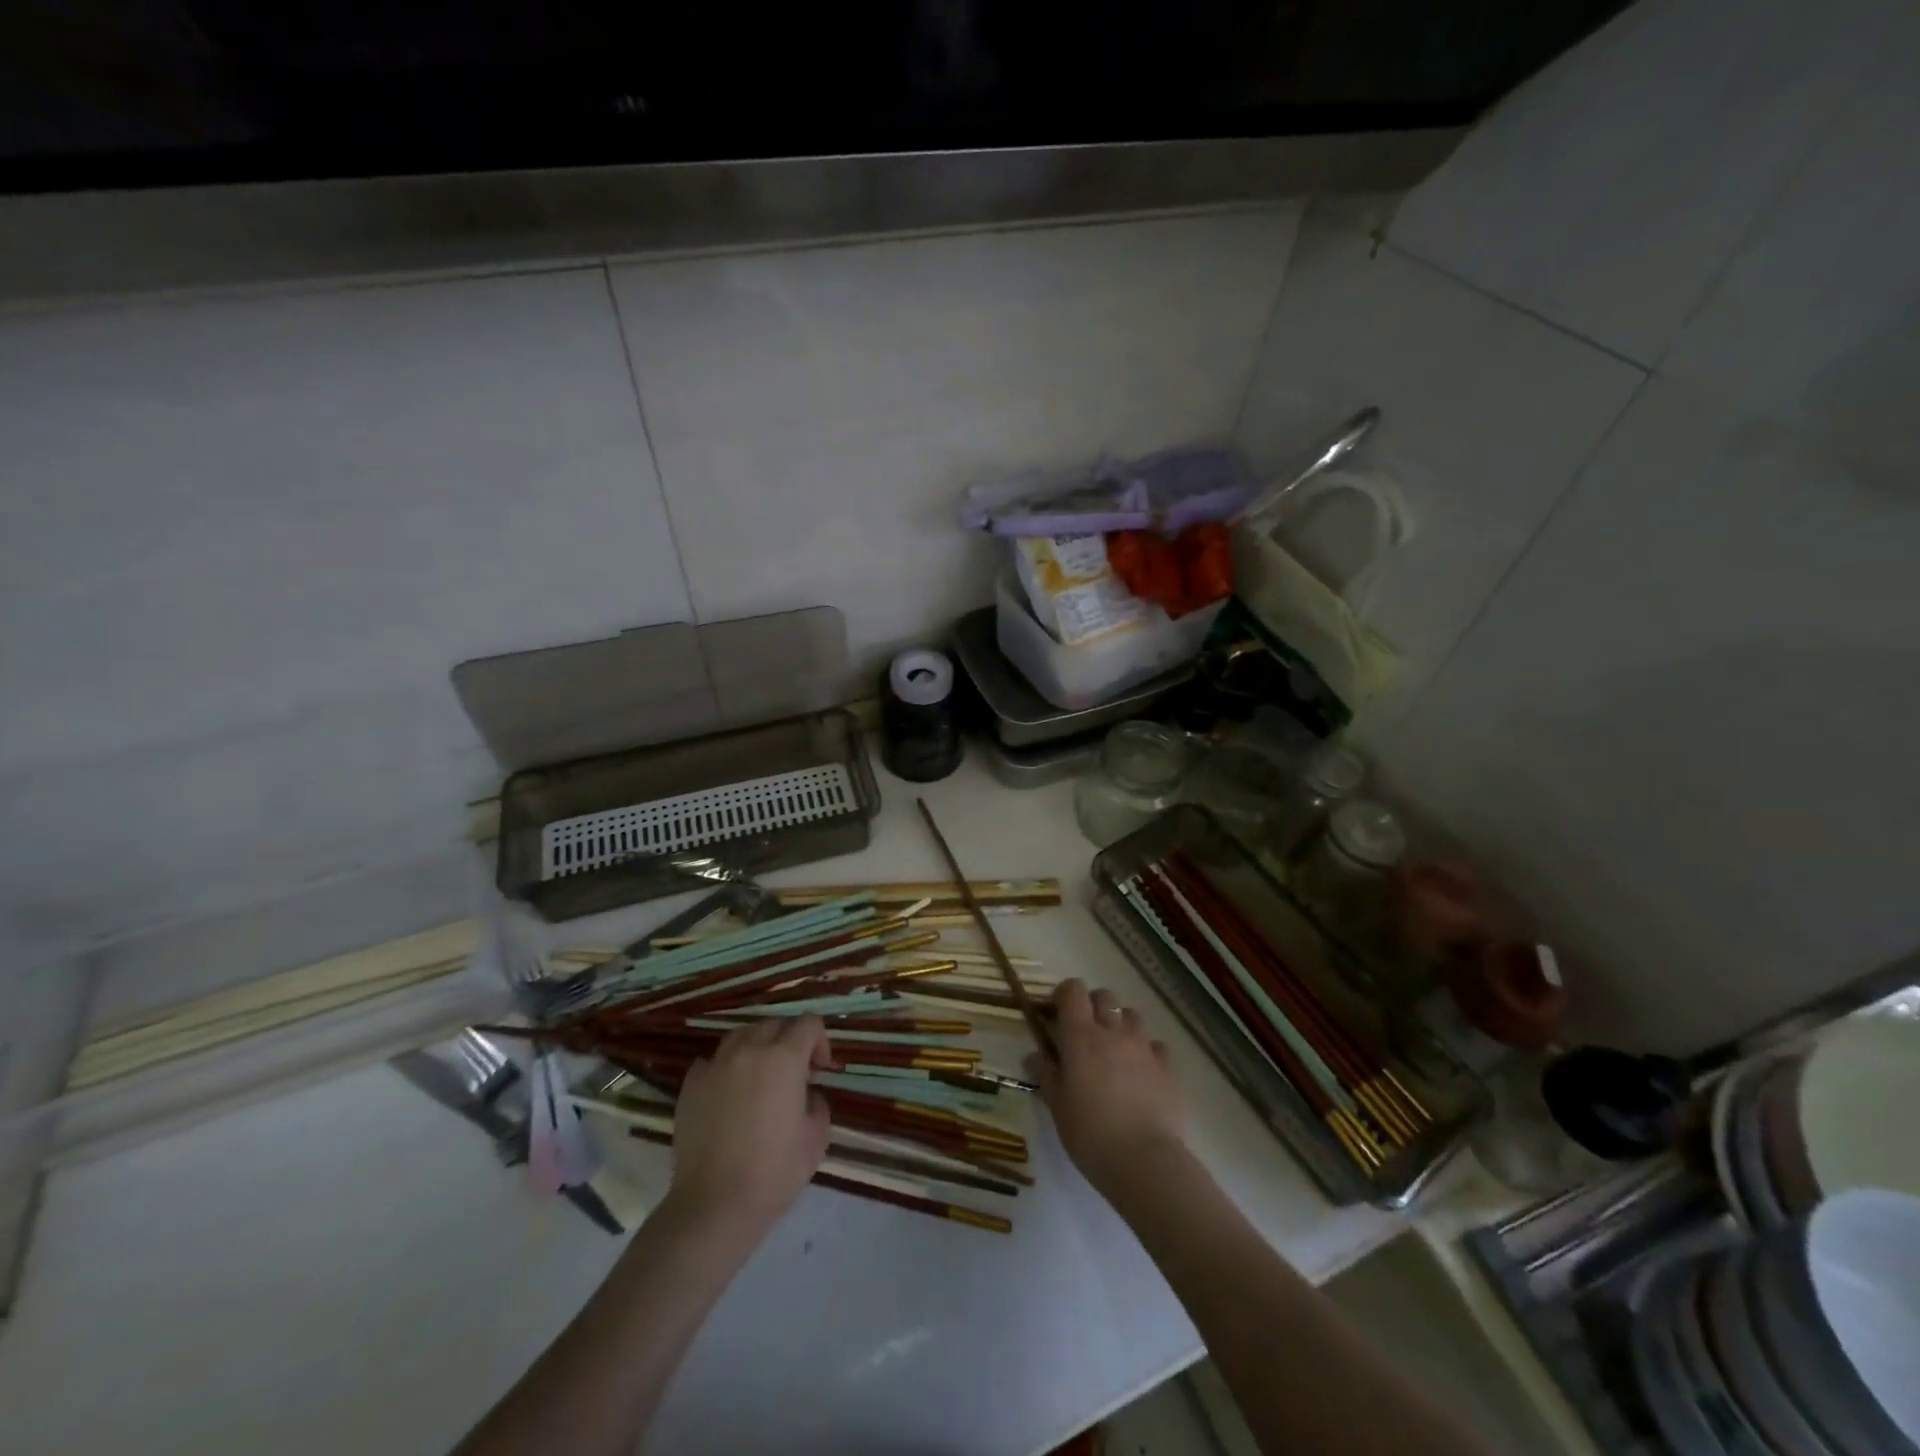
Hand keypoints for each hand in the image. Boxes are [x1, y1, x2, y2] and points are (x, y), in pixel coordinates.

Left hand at [668, 1017, 833, 1232]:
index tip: (820, 1070)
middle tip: (794, 1073)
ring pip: (741, 1035)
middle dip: (790, 1040)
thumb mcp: (816, 1139)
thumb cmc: (774, 1172)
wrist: (714, 1205)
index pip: (808, 1024)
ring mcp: (716, 1066)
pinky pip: (712, 1061)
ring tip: (760, 1076)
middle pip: (775, 1024)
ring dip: (757, 1046)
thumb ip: (817, 1104)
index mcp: (784, 1059)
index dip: (820, 1041)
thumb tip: (805, 1095)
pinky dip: (725, 1068)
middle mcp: (749, 1051)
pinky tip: (728, 1092)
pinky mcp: (690, 1086)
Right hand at [1040, 979, 1185, 1195]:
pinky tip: (1141, 1072)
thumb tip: (1036, 1055)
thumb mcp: (1057, 1106)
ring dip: (1120, 1024)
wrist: (1145, 1161)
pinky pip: (1155, 1045)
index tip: (1058, 1015)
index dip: (1064, 995)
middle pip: (1104, 996)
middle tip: (1085, 1034)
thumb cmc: (1090, 1134)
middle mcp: (1113, 1032)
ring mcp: (1144, 1047)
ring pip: (1132, 1015)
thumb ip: (1047, 1074)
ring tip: (1115, 1051)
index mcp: (1081, 1036)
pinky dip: (1146, 1051)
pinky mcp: (1168, 1067)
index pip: (1073, 990)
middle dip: (1093, 1006)